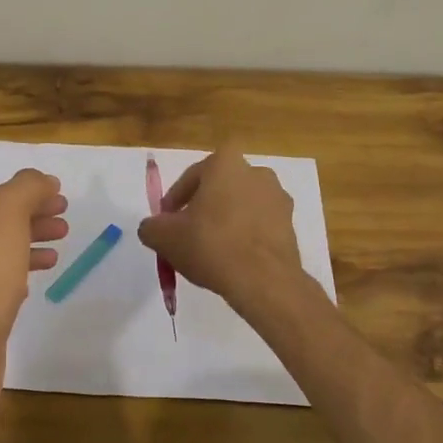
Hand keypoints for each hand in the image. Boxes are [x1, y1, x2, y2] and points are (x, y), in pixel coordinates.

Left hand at [0, 169, 67, 390]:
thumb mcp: (4, 216)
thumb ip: (24, 190)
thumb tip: (43, 181)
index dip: (30, 196)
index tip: (62, 200)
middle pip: (0, 226)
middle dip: (33, 220)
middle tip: (65, 224)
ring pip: (3, 255)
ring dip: (31, 246)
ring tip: (60, 251)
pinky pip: (2, 286)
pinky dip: (23, 276)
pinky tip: (36, 284)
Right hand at [136, 149, 304, 315]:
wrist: (263, 280)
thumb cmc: (210, 245)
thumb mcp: (164, 237)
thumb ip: (151, 227)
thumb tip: (152, 228)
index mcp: (225, 163)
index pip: (192, 176)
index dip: (176, 199)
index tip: (167, 221)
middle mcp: (256, 172)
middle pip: (220, 188)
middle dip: (203, 207)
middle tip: (188, 232)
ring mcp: (278, 198)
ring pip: (241, 205)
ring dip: (226, 220)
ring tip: (211, 249)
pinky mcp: (291, 224)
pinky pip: (259, 224)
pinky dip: (245, 235)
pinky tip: (233, 259)